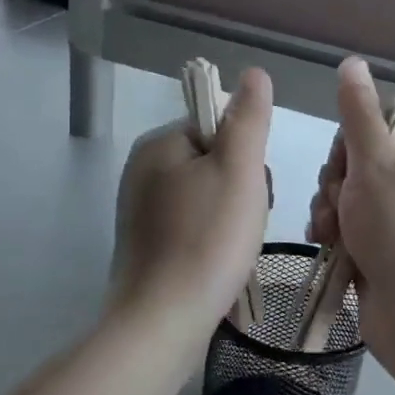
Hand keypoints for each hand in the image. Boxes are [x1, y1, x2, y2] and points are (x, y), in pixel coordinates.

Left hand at [111, 68, 272, 330]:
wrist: (164, 321)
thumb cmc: (207, 240)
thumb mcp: (239, 170)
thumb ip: (248, 119)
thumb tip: (253, 73)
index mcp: (159, 145)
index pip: (218, 127)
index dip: (247, 155)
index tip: (253, 190)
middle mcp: (142, 171)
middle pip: (213, 161)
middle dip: (240, 188)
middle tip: (245, 223)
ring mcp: (140, 211)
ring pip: (207, 196)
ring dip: (231, 216)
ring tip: (235, 248)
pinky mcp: (146, 245)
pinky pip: (192, 226)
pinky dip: (212, 239)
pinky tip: (219, 263)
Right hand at [308, 59, 394, 394]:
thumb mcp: (375, 167)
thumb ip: (358, 116)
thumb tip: (353, 62)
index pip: (379, 128)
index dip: (350, 146)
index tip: (344, 169)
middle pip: (361, 165)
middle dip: (338, 186)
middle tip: (339, 209)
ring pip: (352, 200)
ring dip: (333, 213)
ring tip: (332, 235)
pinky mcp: (392, 256)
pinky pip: (355, 232)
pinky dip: (339, 238)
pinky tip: (329, 249)